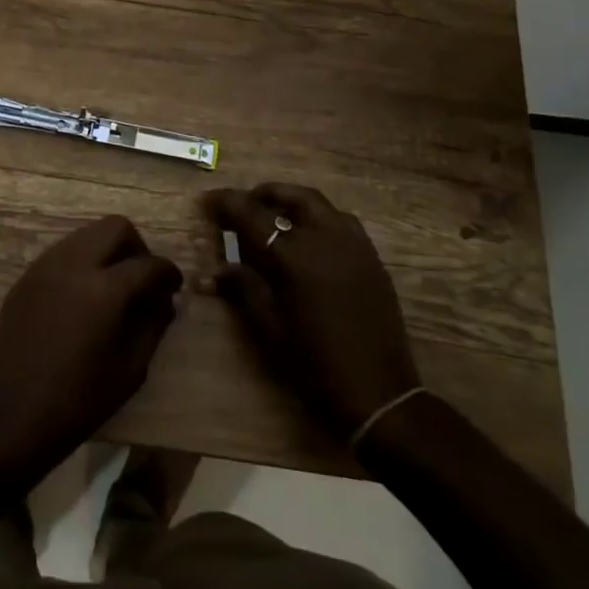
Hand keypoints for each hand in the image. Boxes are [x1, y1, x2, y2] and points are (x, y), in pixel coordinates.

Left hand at [0, 216, 182, 470]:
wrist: (9, 415)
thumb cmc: (77, 402)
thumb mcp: (130, 370)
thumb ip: (153, 326)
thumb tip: (164, 300)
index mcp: (104, 289)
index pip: (148, 264)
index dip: (168, 273)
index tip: (174, 288)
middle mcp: (74, 264)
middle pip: (115, 227)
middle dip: (137, 248)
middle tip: (143, 281)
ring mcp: (46, 266)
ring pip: (87, 234)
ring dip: (107, 251)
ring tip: (113, 289)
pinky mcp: (27, 276)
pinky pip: (64, 252)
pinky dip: (82, 262)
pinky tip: (83, 298)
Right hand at [205, 183, 419, 437]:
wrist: (379, 395)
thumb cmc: (315, 363)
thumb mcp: (270, 327)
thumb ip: (243, 288)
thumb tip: (212, 272)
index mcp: (295, 257)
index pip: (253, 215)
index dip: (228, 204)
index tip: (210, 200)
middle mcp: (326, 239)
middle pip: (294, 197)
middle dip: (266, 194)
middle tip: (246, 204)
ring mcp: (355, 246)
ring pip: (321, 206)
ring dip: (295, 203)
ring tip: (276, 217)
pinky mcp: (372, 259)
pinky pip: (343, 223)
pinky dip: (320, 219)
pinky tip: (310, 240)